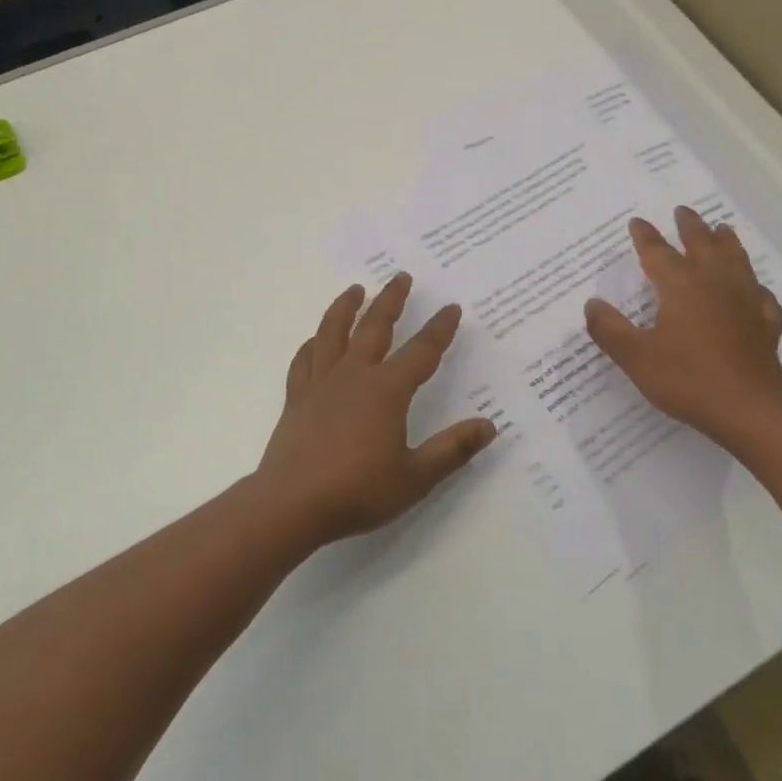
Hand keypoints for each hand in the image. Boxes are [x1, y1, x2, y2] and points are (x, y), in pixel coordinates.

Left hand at [256, 272, 497, 547]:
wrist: (292, 504)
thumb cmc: (358, 491)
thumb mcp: (415, 477)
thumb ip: (452, 449)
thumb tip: (489, 425)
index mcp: (386, 390)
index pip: (421, 351)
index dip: (439, 328)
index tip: (451, 308)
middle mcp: (354, 375)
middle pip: (375, 326)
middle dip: (392, 300)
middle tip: (401, 276)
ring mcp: (321, 383)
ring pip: (333, 332)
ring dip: (346, 307)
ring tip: (355, 289)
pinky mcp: (297, 397)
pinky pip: (305, 359)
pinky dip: (312, 343)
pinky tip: (315, 339)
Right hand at [584, 208, 781, 449]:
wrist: (749, 411)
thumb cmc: (687, 380)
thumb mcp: (635, 357)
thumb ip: (609, 329)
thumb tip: (591, 304)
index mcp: (681, 286)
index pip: (658, 252)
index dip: (645, 236)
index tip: (637, 222)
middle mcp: (715, 284)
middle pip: (703, 245)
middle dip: (690, 226)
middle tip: (683, 210)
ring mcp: (746, 303)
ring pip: (736, 261)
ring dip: (727, 242)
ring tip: (722, 229)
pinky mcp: (766, 325)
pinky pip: (762, 296)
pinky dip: (755, 286)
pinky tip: (754, 289)